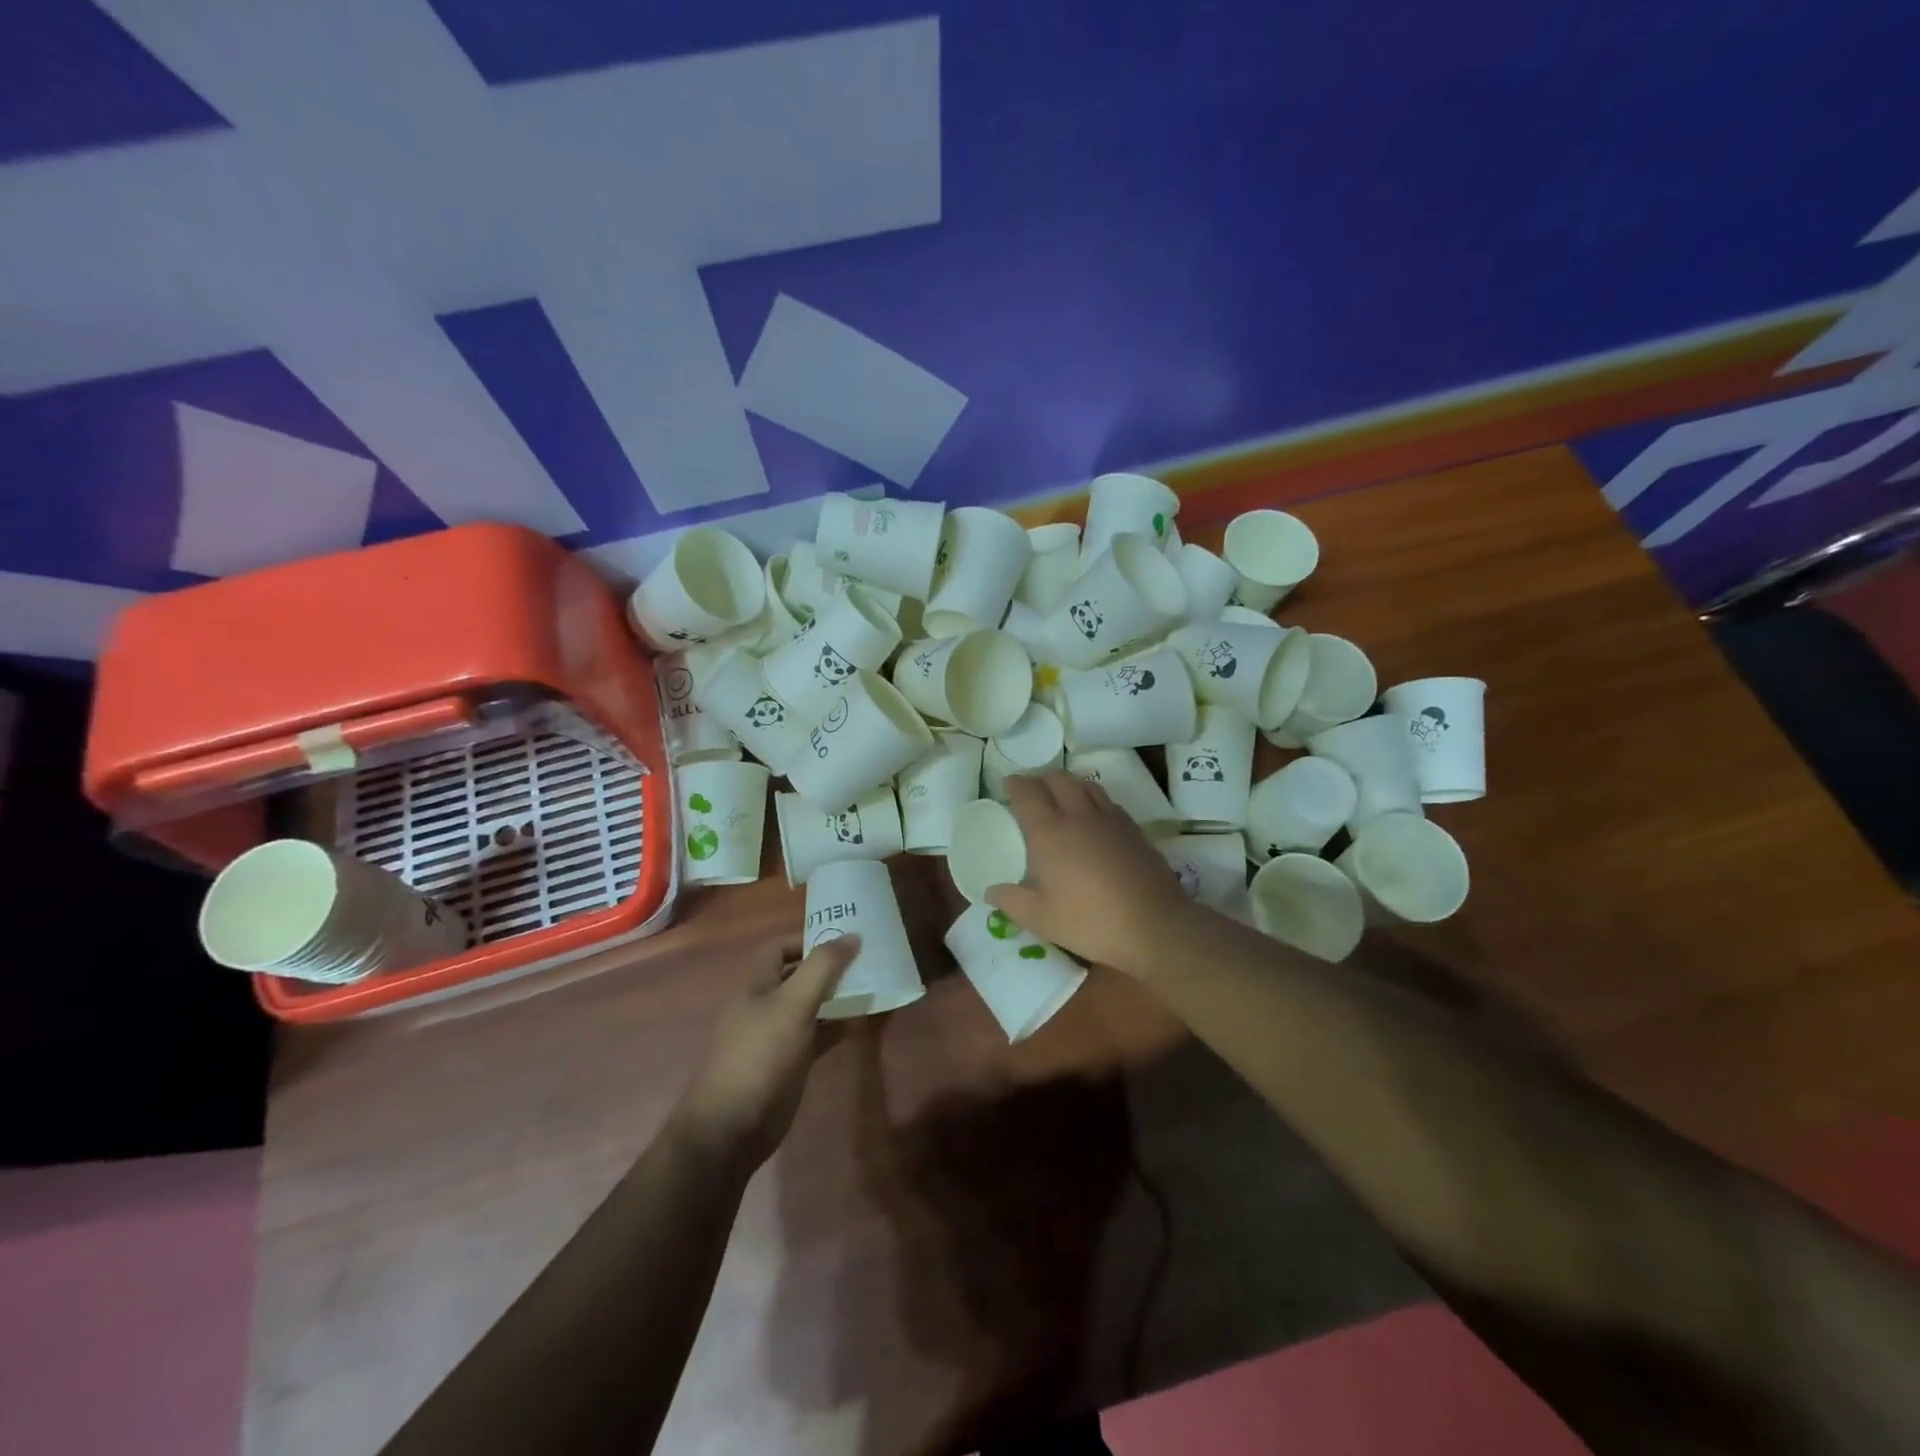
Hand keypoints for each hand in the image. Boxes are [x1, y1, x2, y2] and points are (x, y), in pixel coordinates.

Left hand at [672, 936, 859, 1171]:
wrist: (733, 1126)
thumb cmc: (760, 1054)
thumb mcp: (793, 1004)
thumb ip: (822, 968)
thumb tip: (851, 935)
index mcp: (756, 985)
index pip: (778, 948)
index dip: (807, 939)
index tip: (842, 937)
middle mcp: (765, 1005)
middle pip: (798, 975)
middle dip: (828, 967)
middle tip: (865, 959)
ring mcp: (777, 1036)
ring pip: (811, 1005)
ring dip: (837, 996)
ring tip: (871, 986)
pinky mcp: (790, 1063)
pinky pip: (817, 1035)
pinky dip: (837, 1027)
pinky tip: (861, 1022)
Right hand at [986, 772, 1196, 978]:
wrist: (1154, 924)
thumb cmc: (1090, 922)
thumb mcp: (1041, 919)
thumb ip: (1011, 901)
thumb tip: (991, 891)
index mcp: (1049, 832)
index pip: (1027, 793)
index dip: (1014, 784)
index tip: (1007, 785)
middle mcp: (1079, 816)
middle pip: (1058, 779)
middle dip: (1041, 779)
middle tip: (1032, 792)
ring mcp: (1110, 819)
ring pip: (1086, 785)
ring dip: (1069, 784)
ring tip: (1062, 799)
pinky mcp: (1134, 829)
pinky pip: (1108, 802)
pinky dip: (1093, 801)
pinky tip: (1094, 820)